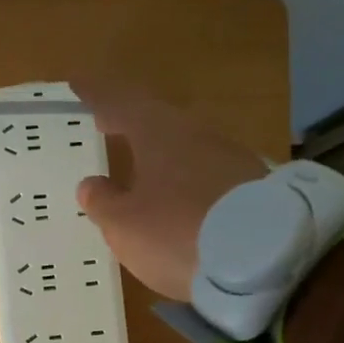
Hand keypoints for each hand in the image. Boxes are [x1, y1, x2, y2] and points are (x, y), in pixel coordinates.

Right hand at [69, 75, 265, 300]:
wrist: (265, 259)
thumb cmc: (177, 233)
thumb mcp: (125, 225)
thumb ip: (104, 202)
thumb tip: (91, 185)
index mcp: (158, 132)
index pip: (119, 102)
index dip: (96, 93)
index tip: (78, 83)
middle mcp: (196, 133)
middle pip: (157, 118)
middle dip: (130, 120)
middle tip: (107, 122)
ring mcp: (230, 156)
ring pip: (185, 144)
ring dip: (161, 151)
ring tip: (141, 165)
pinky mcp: (254, 184)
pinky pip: (207, 171)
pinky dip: (186, 177)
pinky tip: (180, 196)